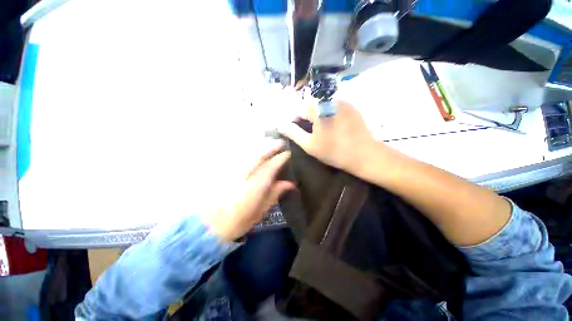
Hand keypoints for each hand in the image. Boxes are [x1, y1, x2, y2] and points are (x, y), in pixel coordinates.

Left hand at [203, 144, 294, 241]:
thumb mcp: (260, 211)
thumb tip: (290, 184)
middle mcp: (242, 175)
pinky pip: (237, 155)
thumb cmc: (237, 222)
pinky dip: (247, 149)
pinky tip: (253, 147)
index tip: (288, 153)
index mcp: (254, 188)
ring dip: (260, 145)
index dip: (280, 159)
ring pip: (247, 152)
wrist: (208, 226)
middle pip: (258, 155)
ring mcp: (230, 171)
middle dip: (270, 146)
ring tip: (269, 141)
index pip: (270, 167)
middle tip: (280, 143)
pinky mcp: (222, 170)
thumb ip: (274, 194)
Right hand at [278, 101, 377, 173]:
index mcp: (318, 107)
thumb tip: (280, 125)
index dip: (293, 120)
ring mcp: (342, 101)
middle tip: (307, 133)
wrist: (364, 154)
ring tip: (319, 131)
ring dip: (317, 116)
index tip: (294, 131)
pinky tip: (331, 127)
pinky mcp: (351, 106)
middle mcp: (330, 99)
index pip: (298, 109)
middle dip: (305, 118)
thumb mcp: (309, 144)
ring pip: (322, 106)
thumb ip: (293, 133)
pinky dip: (328, 115)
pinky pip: (333, 107)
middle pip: (310, 106)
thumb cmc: (334, 151)